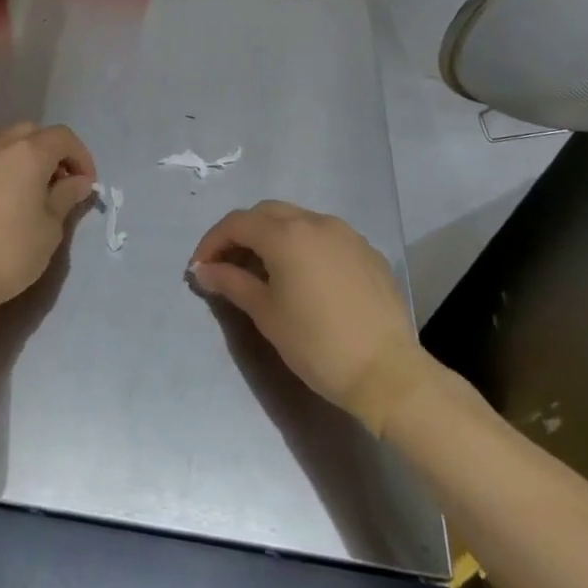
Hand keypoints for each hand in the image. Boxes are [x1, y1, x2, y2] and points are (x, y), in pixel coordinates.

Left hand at [0, 123, 96, 317]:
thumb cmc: (9, 252)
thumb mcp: (50, 228)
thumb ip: (66, 196)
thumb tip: (79, 181)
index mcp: (28, 153)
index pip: (63, 137)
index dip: (81, 156)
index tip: (86, 184)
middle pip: (33, 133)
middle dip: (53, 152)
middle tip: (61, 183)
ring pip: (7, 143)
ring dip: (26, 157)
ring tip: (33, 191)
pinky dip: (4, 168)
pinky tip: (6, 198)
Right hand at [190, 201, 426, 432]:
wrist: (387, 374)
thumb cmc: (316, 344)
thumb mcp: (265, 314)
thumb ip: (231, 282)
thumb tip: (204, 270)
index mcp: (286, 234)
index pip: (236, 223)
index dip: (212, 242)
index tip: (200, 268)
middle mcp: (316, 222)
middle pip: (266, 213)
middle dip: (241, 233)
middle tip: (227, 265)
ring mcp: (346, 234)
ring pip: (297, 220)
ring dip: (272, 236)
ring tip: (262, 270)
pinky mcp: (367, 252)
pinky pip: (325, 237)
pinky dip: (303, 246)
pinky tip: (302, 277)